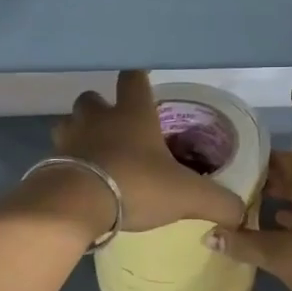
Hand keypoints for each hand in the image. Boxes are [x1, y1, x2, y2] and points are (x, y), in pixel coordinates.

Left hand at [52, 71, 245, 233]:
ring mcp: (70, 138)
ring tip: (95, 153)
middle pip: (92, 98)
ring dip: (79, 132)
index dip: (139, 78)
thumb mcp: (187, 196)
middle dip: (102, 108)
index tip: (144, 84)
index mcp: (133, 113)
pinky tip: (81, 180)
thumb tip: (241, 212)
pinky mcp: (50, 162)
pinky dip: (67, 162)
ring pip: (69, 123)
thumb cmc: (136, 184)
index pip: (134, 78)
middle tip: (116, 128)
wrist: (76, 204)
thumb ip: (218, 202)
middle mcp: (98, 118)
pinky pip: (57, 155)